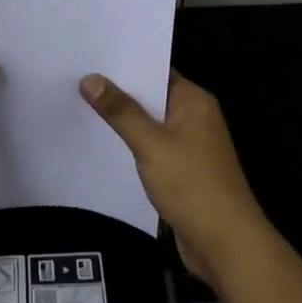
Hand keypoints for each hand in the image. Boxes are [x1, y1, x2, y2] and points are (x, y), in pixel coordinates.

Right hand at [81, 70, 272, 290]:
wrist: (226, 246)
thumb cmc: (192, 185)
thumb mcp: (151, 144)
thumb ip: (121, 111)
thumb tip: (89, 78)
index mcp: (194, 101)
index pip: (156, 70)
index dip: (125, 64)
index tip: (91, 56)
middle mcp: (195, 117)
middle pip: (151, 97)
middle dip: (118, 92)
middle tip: (76, 78)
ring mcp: (190, 146)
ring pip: (150, 124)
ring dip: (123, 120)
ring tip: (80, 105)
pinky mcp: (182, 171)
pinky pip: (152, 148)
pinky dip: (132, 145)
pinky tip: (102, 142)